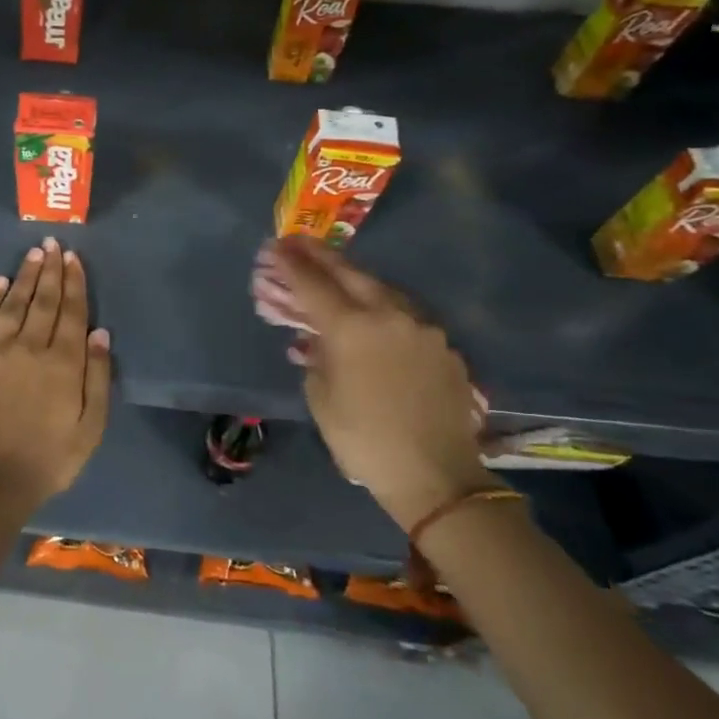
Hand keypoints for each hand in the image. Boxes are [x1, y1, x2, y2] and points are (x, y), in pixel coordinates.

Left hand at [0, 237, 111, 508]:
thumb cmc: (49, 458)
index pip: (71, 311)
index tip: (73, 258)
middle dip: (51, 269)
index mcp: (63, 363)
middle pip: (43, 300)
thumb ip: (97, 377)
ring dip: (25, 276)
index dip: (74, 282)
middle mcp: (30, 347)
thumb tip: (100, 333)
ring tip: (33, 254)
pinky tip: (0, 282)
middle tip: (53, 244)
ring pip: (14, 303)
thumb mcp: (90, 427)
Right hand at [263, 237, 491, 529]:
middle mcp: (388, 315)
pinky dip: (382, 309)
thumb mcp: (321, 399)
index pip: (312, 284)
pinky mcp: (443, 345)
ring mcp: (421, 327)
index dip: (290, 264)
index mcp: (351, 327)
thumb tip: (318, 342)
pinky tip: (375, 318)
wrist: (437, 476)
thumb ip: (316, 358)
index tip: (275, 246)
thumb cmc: (364, 440)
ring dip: (356, 278)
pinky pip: (405, 316)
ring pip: (383, 289)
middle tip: (300, 243)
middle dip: (322, 256)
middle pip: (350, 273)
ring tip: (337, 274)